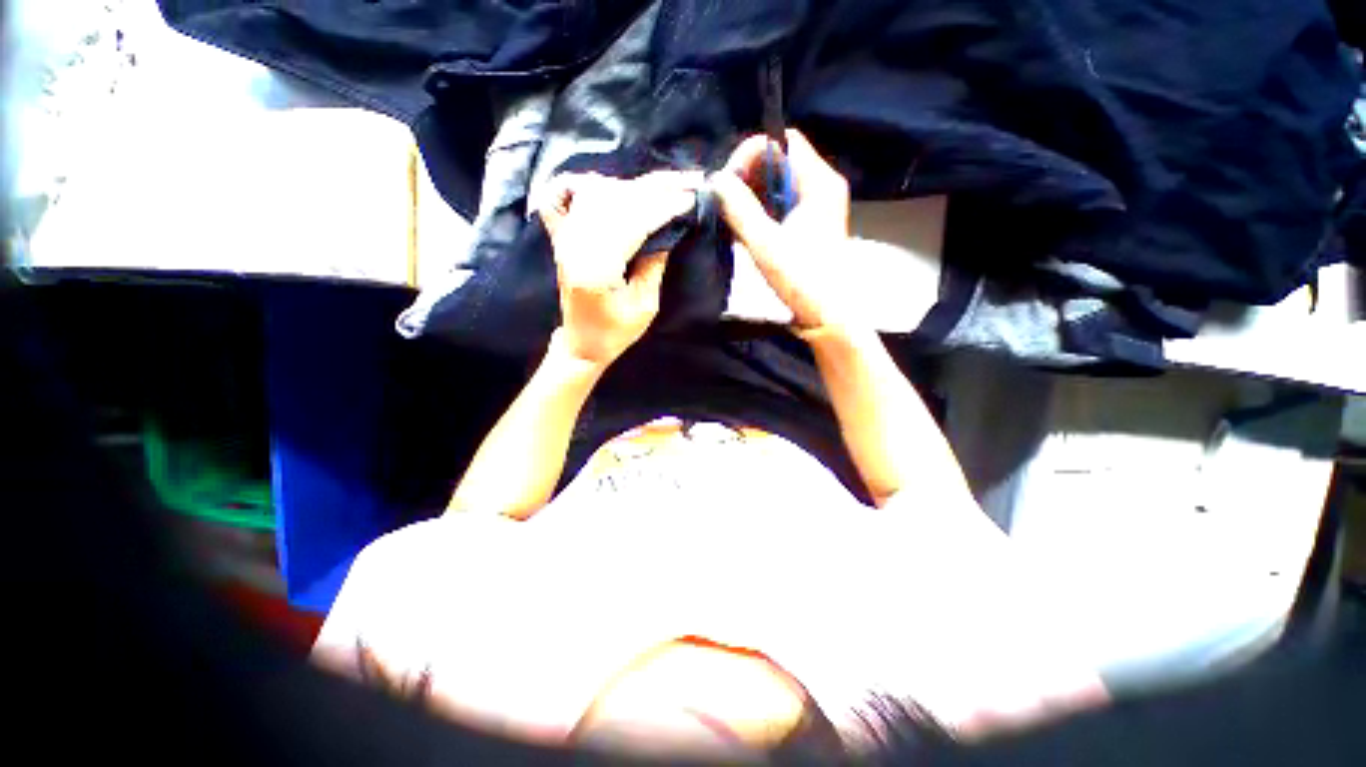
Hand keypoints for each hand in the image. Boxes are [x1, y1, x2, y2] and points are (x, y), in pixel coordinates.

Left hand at [540, 171, 700, 365]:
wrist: (581, 343)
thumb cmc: (615, 332)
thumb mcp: (644, 306)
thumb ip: (654, 264)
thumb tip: (669, 229)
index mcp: (596, 268)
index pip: (633, 222)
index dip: (663, 207)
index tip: (691, 197)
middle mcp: (575, 245)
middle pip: (616, 201)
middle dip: (655, 189)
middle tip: (687, 180)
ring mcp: (564, 237)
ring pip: (597, 193)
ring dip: (633, 185)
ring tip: (664, 183)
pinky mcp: (561, 237)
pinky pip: (565, 195)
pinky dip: (587, 184)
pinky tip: (609, 185)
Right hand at [709, 130, 855, 335]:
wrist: (827, 315)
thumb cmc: (802, 281)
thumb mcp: (766, 245)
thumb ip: (740, 209)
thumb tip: (715, 180)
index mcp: (818, 183)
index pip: (781, 142)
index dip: (750, 154)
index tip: (727, 182)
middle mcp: (821, 186)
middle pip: (779, 159)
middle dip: (747, 175)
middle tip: (725, 201)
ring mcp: (815, 205)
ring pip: (777, 183)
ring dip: (751, 194)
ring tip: (731, 216)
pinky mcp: (808, 223)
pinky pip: (780, 203)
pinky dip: (760, 209)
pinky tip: (744, 228)